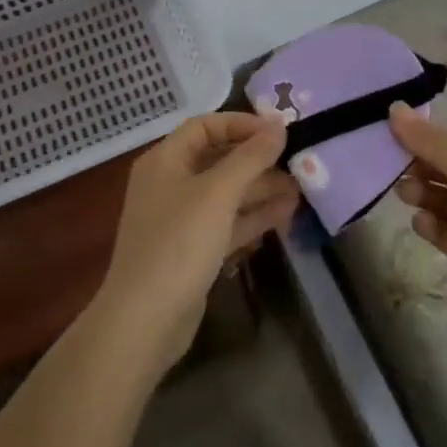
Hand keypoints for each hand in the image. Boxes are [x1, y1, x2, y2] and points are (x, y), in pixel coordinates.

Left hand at [96, 113, 299, 376]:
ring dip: (262, 188)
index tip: (279, 131)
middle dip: (258, 160)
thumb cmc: (177, 244)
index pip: (205, 126)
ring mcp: (182, 219)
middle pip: (219, 159)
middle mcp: (171, 184)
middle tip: (298, 160)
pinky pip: (228, 222)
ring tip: (302, 188)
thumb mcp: (217, 193)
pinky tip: (287, 213)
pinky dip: (255, 216)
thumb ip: (250, 157)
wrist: (144, 321)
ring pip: (228, 193)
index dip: (242, 124)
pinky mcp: (194, 250)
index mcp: (166, 161)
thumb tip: (279, 126)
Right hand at [388, 102, 446, 334]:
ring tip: (404, 193)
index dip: (430, 134)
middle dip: (421, 164)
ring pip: (444, 199)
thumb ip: (431, 140)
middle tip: (393, 165)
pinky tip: (421, 223)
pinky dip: (430, 225)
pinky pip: (444, 231)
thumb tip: (395, 108)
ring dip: (422, 192)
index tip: (395, 130)